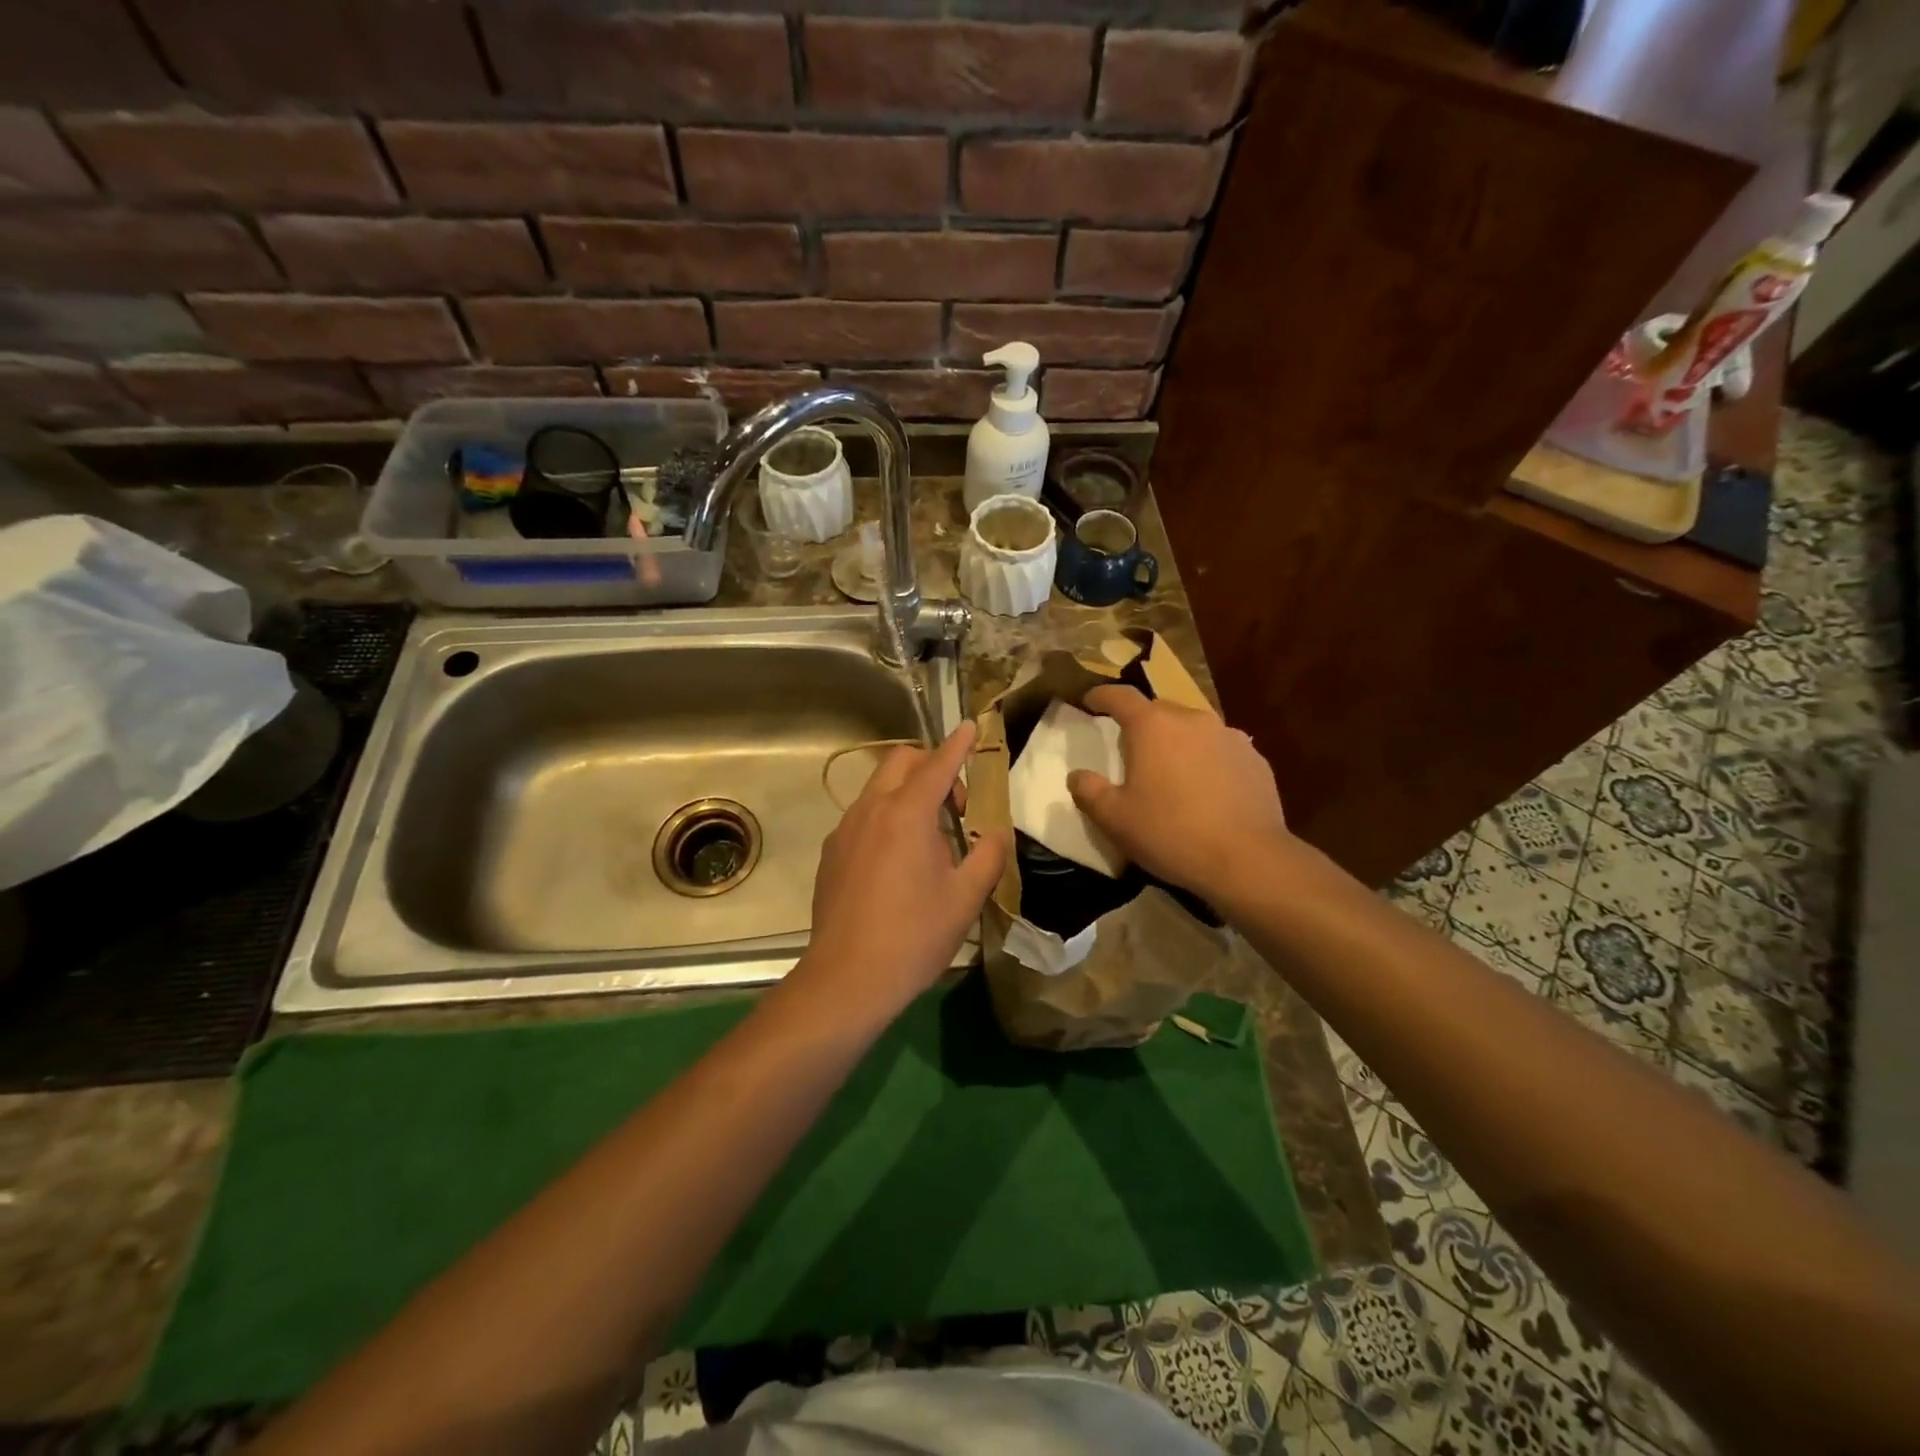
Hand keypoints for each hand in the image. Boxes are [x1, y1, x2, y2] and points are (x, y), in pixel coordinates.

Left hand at [788, 722, 1008, 1026]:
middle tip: (955, 806)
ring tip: (929, 838)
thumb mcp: (965, 897)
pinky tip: (897, 861)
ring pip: (878, 788)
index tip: (972, 726)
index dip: (958, 744)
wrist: (848, 978)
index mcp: (907, 813)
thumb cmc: (914, 935)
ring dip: (907, 793)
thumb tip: (996, 834)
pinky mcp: (831, 853)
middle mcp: (870, 810)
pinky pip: (863, 816)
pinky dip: (886, 817)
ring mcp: (844, 830)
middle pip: (900, 763)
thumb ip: (988, 855)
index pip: (938, 764)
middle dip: (930, 766)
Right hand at [1068, 685, 1289, 896]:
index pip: (1120, 696)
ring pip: (1194, 730)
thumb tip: (1077, 775)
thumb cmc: (1170, 833)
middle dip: (1142, 724)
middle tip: (1130, 748)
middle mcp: (1193, 720)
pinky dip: (1207, 761)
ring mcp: (1229, 737)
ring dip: (1178, 743)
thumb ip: (1089, 791)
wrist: (1247, 859)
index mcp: (1153, 726)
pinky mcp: (1256, 760)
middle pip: (1159, 711)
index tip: (1090, 701)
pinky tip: (1206, 791)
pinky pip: (1221, 751)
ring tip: (1172, 772)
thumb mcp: (1114, 819)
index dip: (1102, 696)